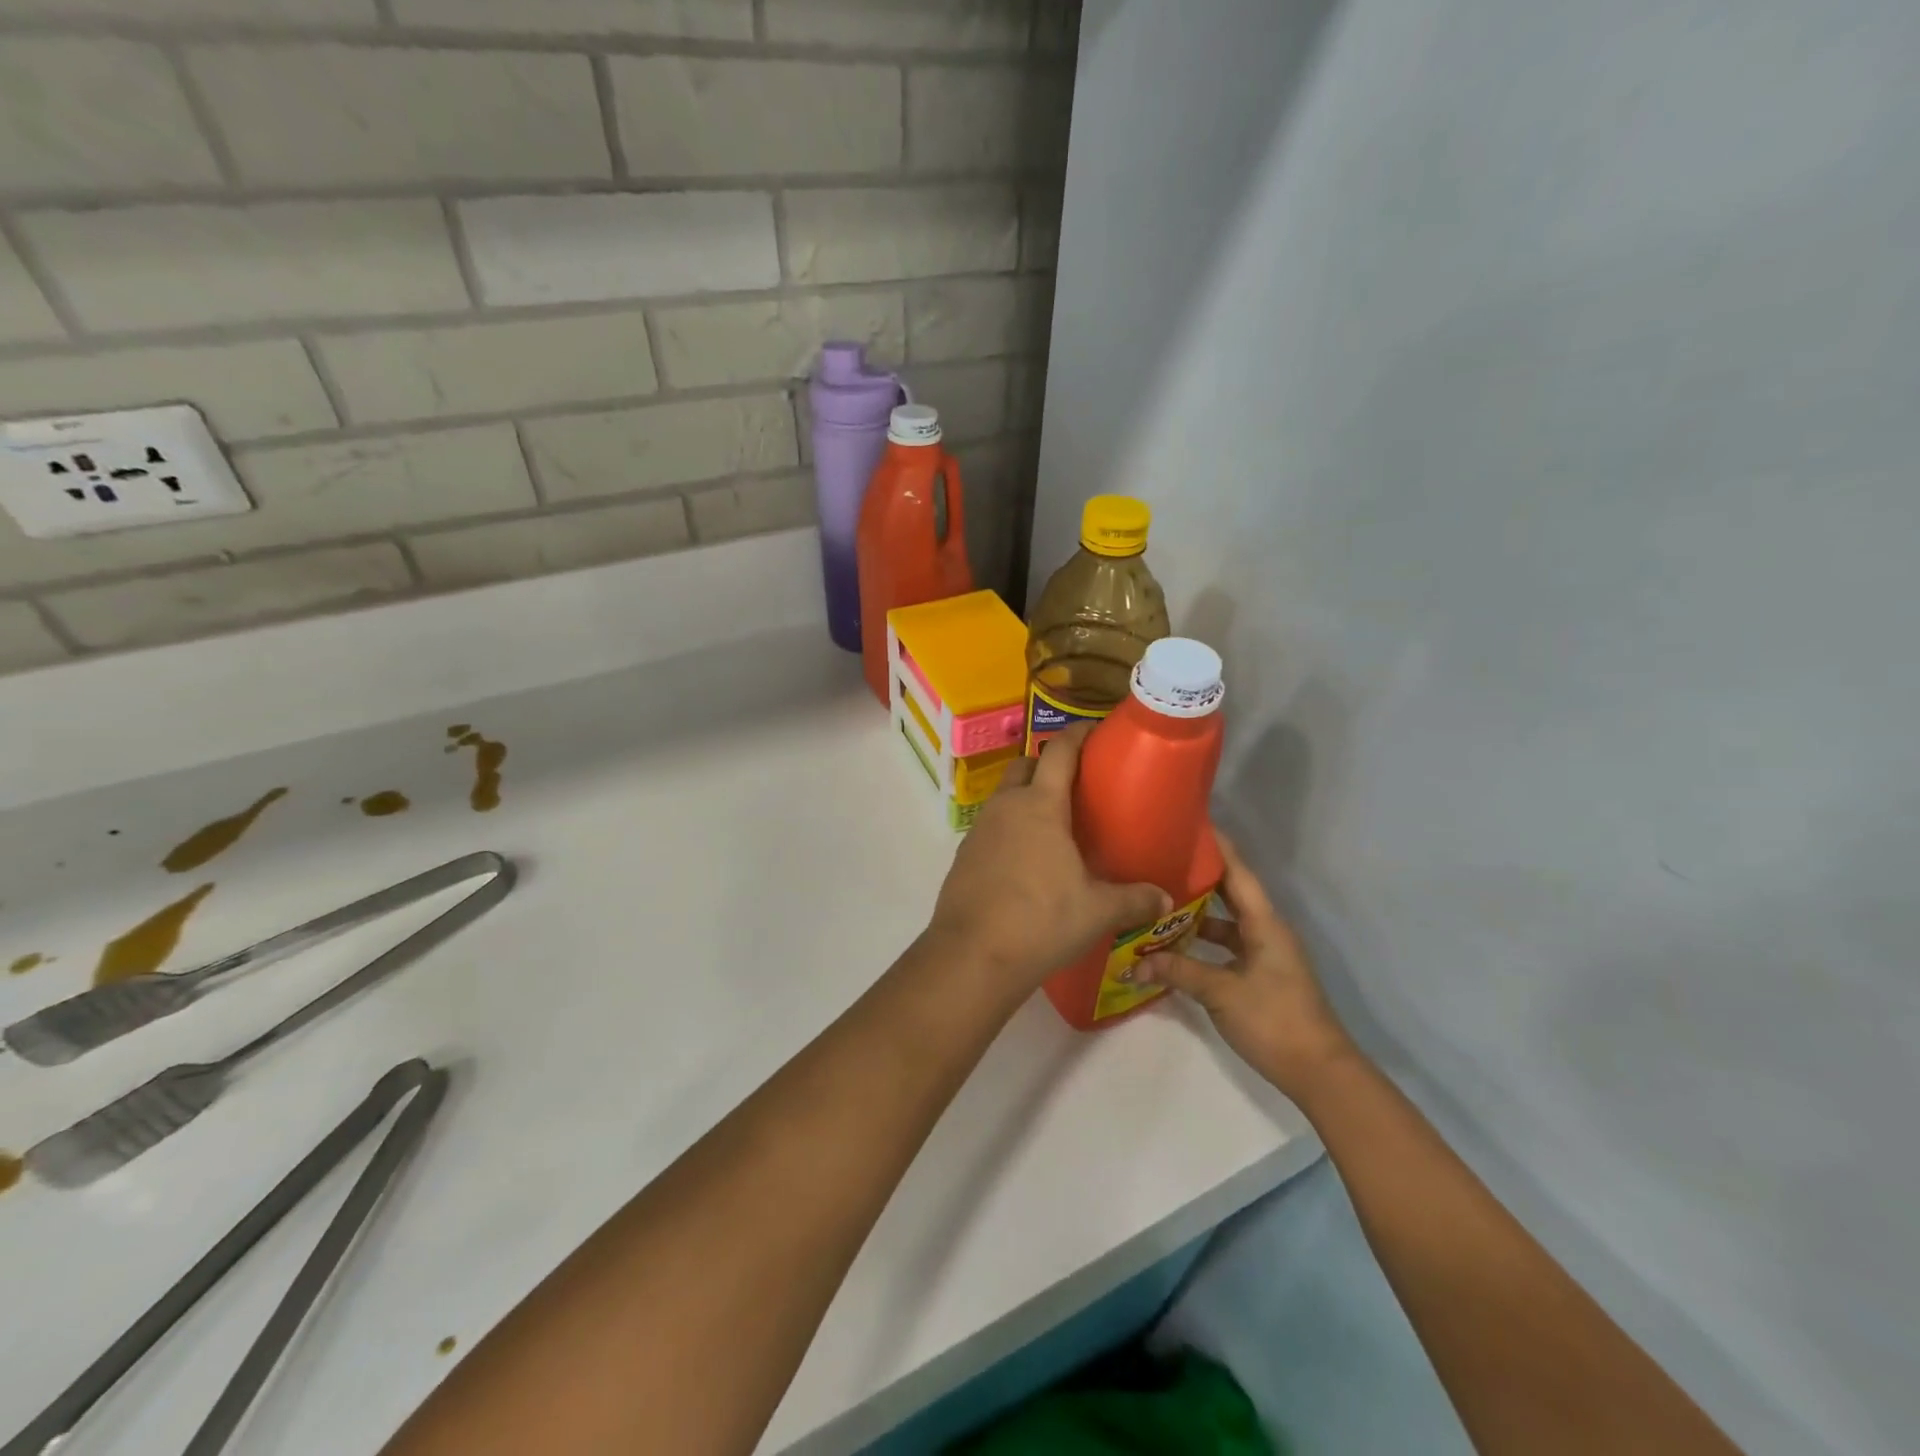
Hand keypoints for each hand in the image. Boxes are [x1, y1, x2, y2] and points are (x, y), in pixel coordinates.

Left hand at [925, 724, 1169, 998]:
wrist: (971, 956)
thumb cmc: (1040, 921)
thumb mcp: (1097, 911)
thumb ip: (1134, 900)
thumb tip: (1166, 898)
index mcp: (1040, 805)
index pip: (1059, 751)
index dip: (1078, 734)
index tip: (1095, 730)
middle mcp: (1006, 807)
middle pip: (1025, 766)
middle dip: (1048, 764)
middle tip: (1076, 783)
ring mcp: (980, 830)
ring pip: (1005, 797)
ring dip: (1026, 798)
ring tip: (1055, 824)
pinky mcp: (964, 855)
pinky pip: (992, 827)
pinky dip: (1010, 829)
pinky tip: (1027, 860)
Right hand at [1138, 833, 1358, 1101]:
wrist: (1319, 1072)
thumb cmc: (1274, 1020)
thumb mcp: (1221, 993)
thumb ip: (1178, 972)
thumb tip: (1134, 963)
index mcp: (1264, 925)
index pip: (1238, 874)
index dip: (1217, 848)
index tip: (1191, 824)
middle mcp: (1266, 932)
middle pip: (1230, 894)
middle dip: (1199, 877)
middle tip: (1161, 860)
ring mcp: (1264, 955)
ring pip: (1226, 923)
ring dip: (1197, 914)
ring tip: (1158, 901)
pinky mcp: (1260, 977)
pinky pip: (1226, 947)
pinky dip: (1202, 943)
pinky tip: (1174, 948)